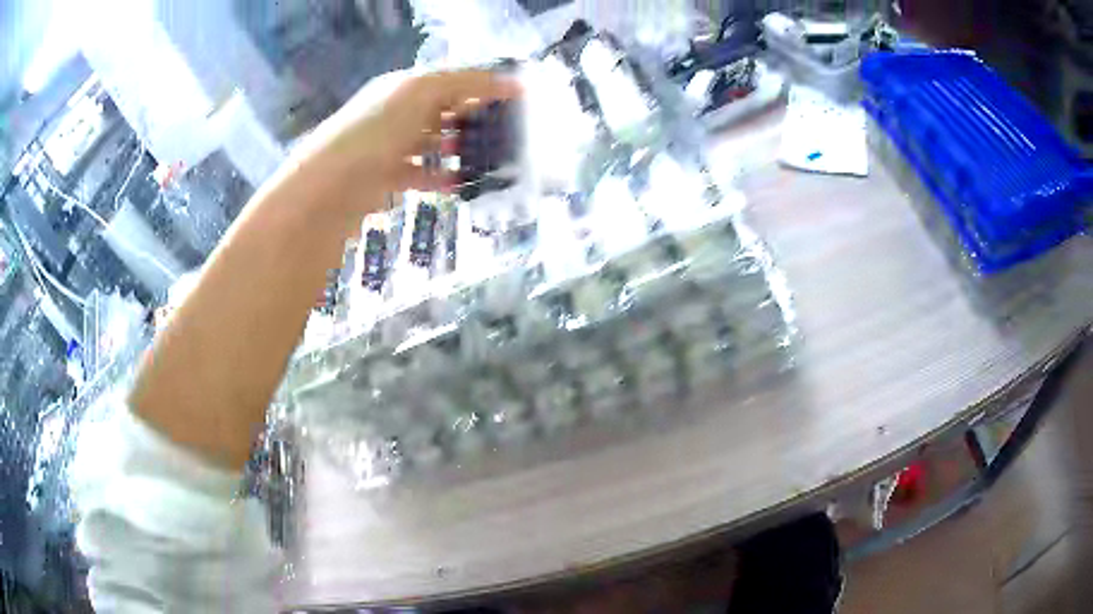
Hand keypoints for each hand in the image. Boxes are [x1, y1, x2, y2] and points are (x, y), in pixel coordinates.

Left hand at [302, 69, 520, 209]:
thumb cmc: (375, 131)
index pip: (452, 80)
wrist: (328, 187)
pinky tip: (465, 185)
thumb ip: (465, 83)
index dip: (484, 86)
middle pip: (444, 110)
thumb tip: (513, 83)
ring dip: (462, 149)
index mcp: (405, 86)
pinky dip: (443, 177)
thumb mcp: (421, 93)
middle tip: (510, 133)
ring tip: (494, 161)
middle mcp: (397, 112)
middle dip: (476, 119)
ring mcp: (390, 146)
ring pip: (435, 143)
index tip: (518, 100)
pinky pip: (422, 174)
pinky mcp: (387, 177)